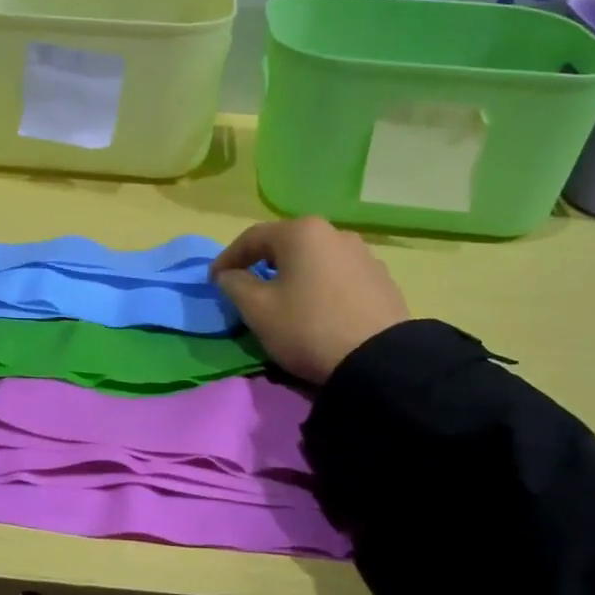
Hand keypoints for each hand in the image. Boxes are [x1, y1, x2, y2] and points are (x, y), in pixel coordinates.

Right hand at [211, 217, 408, 384]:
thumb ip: (235, 285)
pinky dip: (319, 285)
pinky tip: (316, 307)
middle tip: (246, 285)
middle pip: (286, 244)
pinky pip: (338, 275)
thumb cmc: (308, 328)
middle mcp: (334, 233)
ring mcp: (363, 254)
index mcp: (301, 232)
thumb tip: (229, 275)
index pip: (252, 238)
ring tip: (283, 298)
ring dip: (293, 274)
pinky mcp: (381, 279)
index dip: (227, 258)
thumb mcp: (258, 310)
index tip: (213, 280)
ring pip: (314, 259)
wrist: (379, 362)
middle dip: (261, 263)